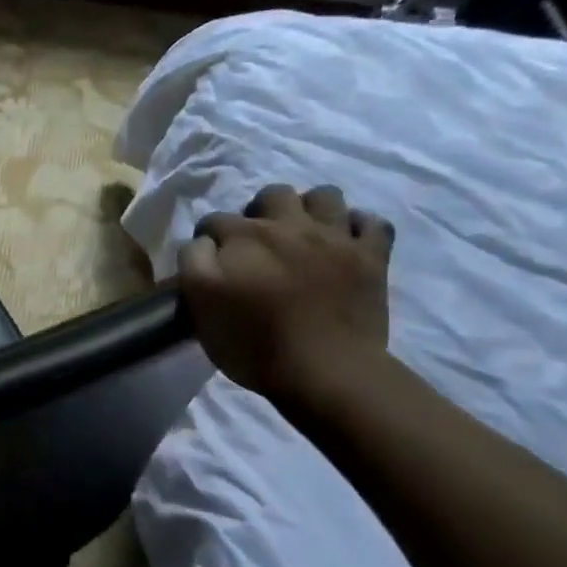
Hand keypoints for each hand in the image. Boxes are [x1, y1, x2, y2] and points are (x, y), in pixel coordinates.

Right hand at [178, 183, 393, 401]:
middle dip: (261, 211)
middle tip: (259, 242)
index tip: (210, 262)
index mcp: (244, 237)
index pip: (214, 221)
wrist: (325, 372)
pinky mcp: (372, 258)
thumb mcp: (199, 303)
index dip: (208, 239)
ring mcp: (336, 238)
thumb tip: (204, 242)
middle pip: (273, 194)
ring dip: (310, 209)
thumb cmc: (253, 342)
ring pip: (325, 196)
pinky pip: (372, 223)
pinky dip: (358, 227)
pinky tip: (345, 242)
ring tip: (303, 234)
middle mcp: (290, 225)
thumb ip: (194, 261)